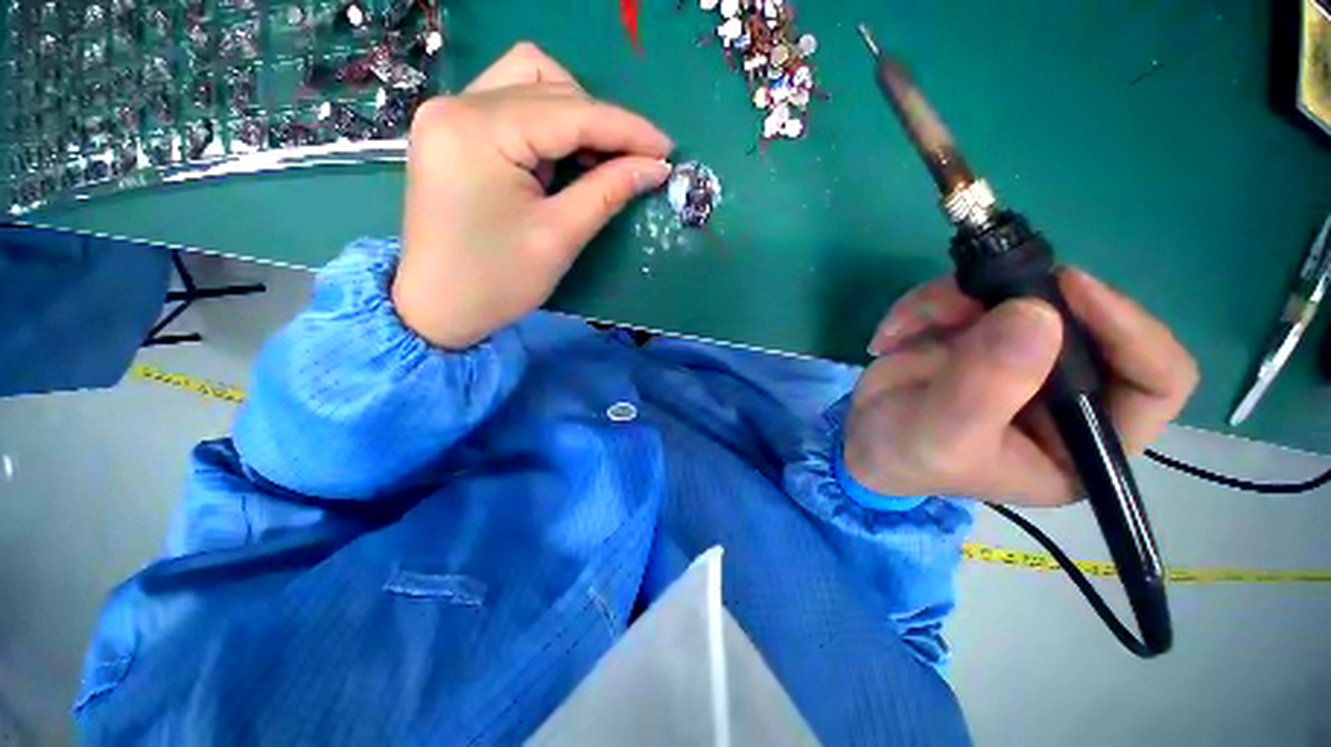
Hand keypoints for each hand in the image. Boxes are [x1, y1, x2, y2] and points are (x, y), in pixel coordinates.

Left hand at [393, 43, 673, 348]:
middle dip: (601, 123)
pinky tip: (563, 160)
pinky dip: (548, 126)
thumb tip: (655, 167)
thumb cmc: (498, 281)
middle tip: (634, 164)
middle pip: (550, 86)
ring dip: (574, 116)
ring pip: (530, 83)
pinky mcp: (452, 131)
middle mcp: (457, 104)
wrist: (438, 309)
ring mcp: (449, 114)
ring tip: (596, 161)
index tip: (666, 149)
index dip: (626, 129)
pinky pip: (511, 105)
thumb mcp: (560, 237)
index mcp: (478, 130)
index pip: (570, 111)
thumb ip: (608, 191)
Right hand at [844, 268, 1198, 506]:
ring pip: (1016, 293)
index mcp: (1085, 439)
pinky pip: (967, 293)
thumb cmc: (907, 456)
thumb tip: (1037, 314)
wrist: (860, 439)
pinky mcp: (981, 332)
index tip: (1067, 289)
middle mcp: (1068, 390)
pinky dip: (922, 306)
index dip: (1130, 329)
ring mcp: (1022, 354)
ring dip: (949, 301)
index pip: (1157, 379)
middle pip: (1084, 317)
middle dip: (1015, 300)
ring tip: (900, 330)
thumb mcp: (944, 434)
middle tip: (958, 300)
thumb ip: (988, 385)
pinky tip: (890, 336)